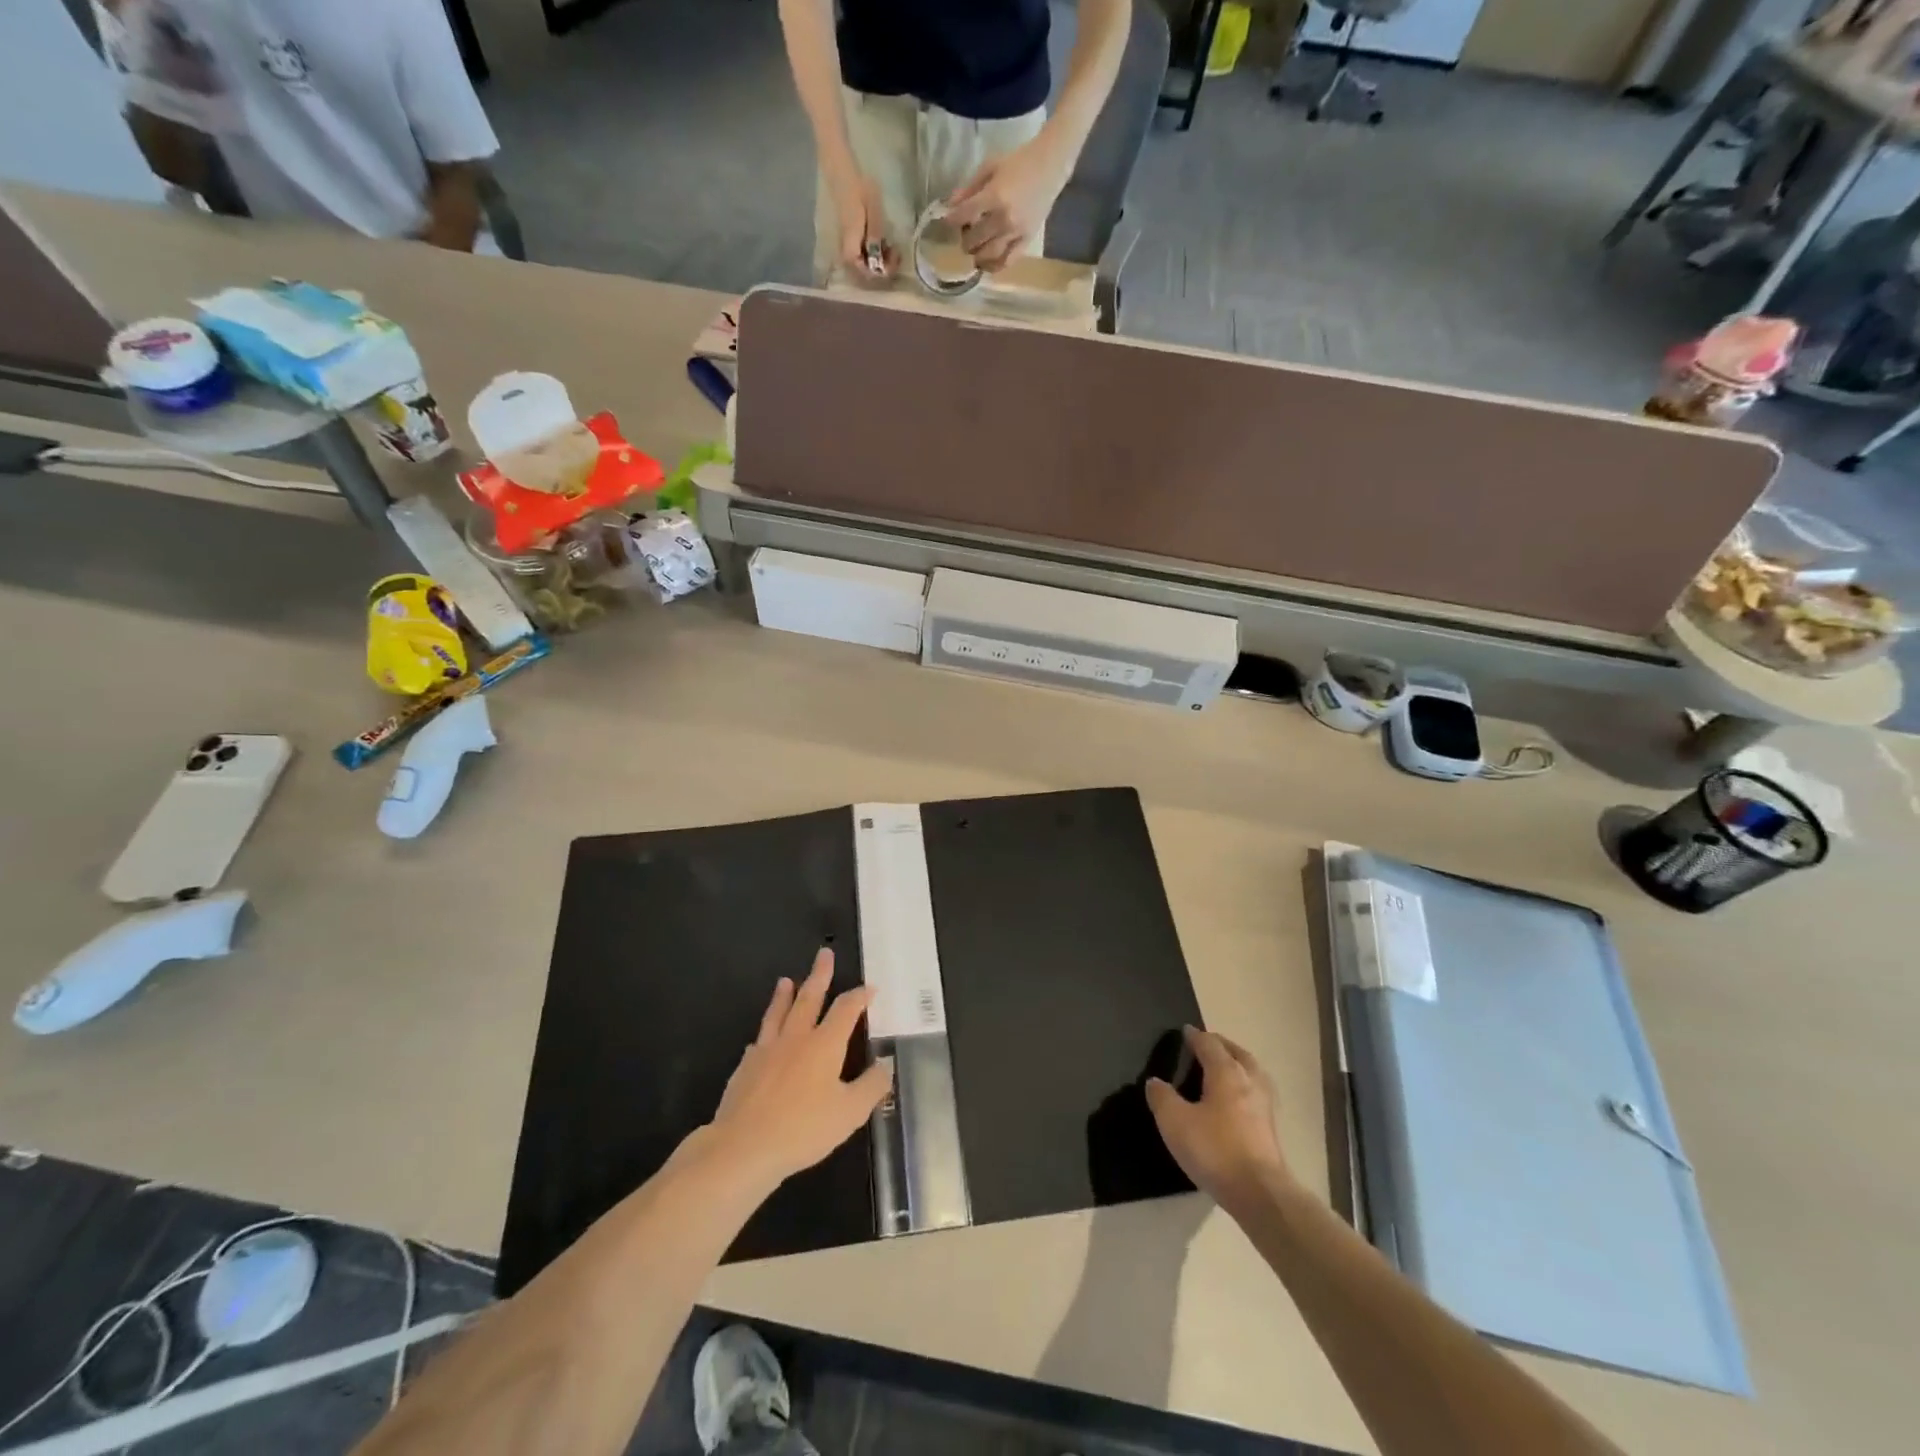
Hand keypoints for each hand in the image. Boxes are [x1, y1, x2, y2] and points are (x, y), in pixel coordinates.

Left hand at [701, 948, 893, 1191]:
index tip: (870, 988)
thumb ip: (871, 1086)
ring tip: (786, 980)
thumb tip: (886, 1064)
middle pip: (809, 998)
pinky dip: (765, 1033)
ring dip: (784, 995)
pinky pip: (758, 1041)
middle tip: (824, 953)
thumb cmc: (803, 1129)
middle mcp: (796, 1038)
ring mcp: (767, 1050)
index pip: (846, 1009)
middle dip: (820, 975)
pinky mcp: (745, 1067)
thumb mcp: (850, 1113)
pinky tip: (761, 1038)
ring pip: (778, 1013)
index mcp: (824, 1044)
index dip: (860, 996)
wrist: (743, 1147)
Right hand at [830, 168, 894, 281]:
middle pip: (865, 273)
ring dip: (880, 262)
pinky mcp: (852, 242)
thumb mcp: (873, 211)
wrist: (845, 175)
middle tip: (896, 254)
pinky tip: (884, 245)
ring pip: (865, 266)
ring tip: (892, 249)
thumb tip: (879, 255)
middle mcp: (847, 252)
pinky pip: (864, 257)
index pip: (866, 272)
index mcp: (851, 246)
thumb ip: (875, 234)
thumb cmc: (859, 190)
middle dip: (883, 268)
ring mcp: (849, 247)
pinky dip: (876, 255)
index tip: (895, 257)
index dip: (882, 270)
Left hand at [944, 133, 1071, 271]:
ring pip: (989, 255)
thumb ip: (970, 187)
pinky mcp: (1026, 241)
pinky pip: (1008, 261)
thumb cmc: (1019, 162)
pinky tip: (987, 265)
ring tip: (975, 250)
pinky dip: (994, 267)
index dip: (952, 220)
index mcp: (994, 196)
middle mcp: (1004, 218)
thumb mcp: (990, 166)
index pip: (964, 215)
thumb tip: (951, 206)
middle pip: (975, 240)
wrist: (1050, 166)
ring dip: (977, 256)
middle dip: (965, 239)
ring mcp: (1016, 232)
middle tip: (966, 234)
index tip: (948, 221)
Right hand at [1145, 1027, 1291, 1207]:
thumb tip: (1155, 1082)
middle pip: (1236, 1052)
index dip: (1194, 1036)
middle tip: (1204, 1046)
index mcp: (1226, 1071)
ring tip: (1221, 1070)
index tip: (1184, 1032)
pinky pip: (1256, 1092)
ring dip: (1236, 1064)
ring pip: (1251, 1071)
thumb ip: (1162, 1097)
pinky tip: (1235, 1101)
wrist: (1260, 1193)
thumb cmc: (1215, 1150)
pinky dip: (1244, 1086)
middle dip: (1220, 1045)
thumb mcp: (1175, 1122)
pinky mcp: (1271, 1126)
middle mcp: (1249, 1080)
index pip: (1209, 1043)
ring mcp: (1265, 1103)